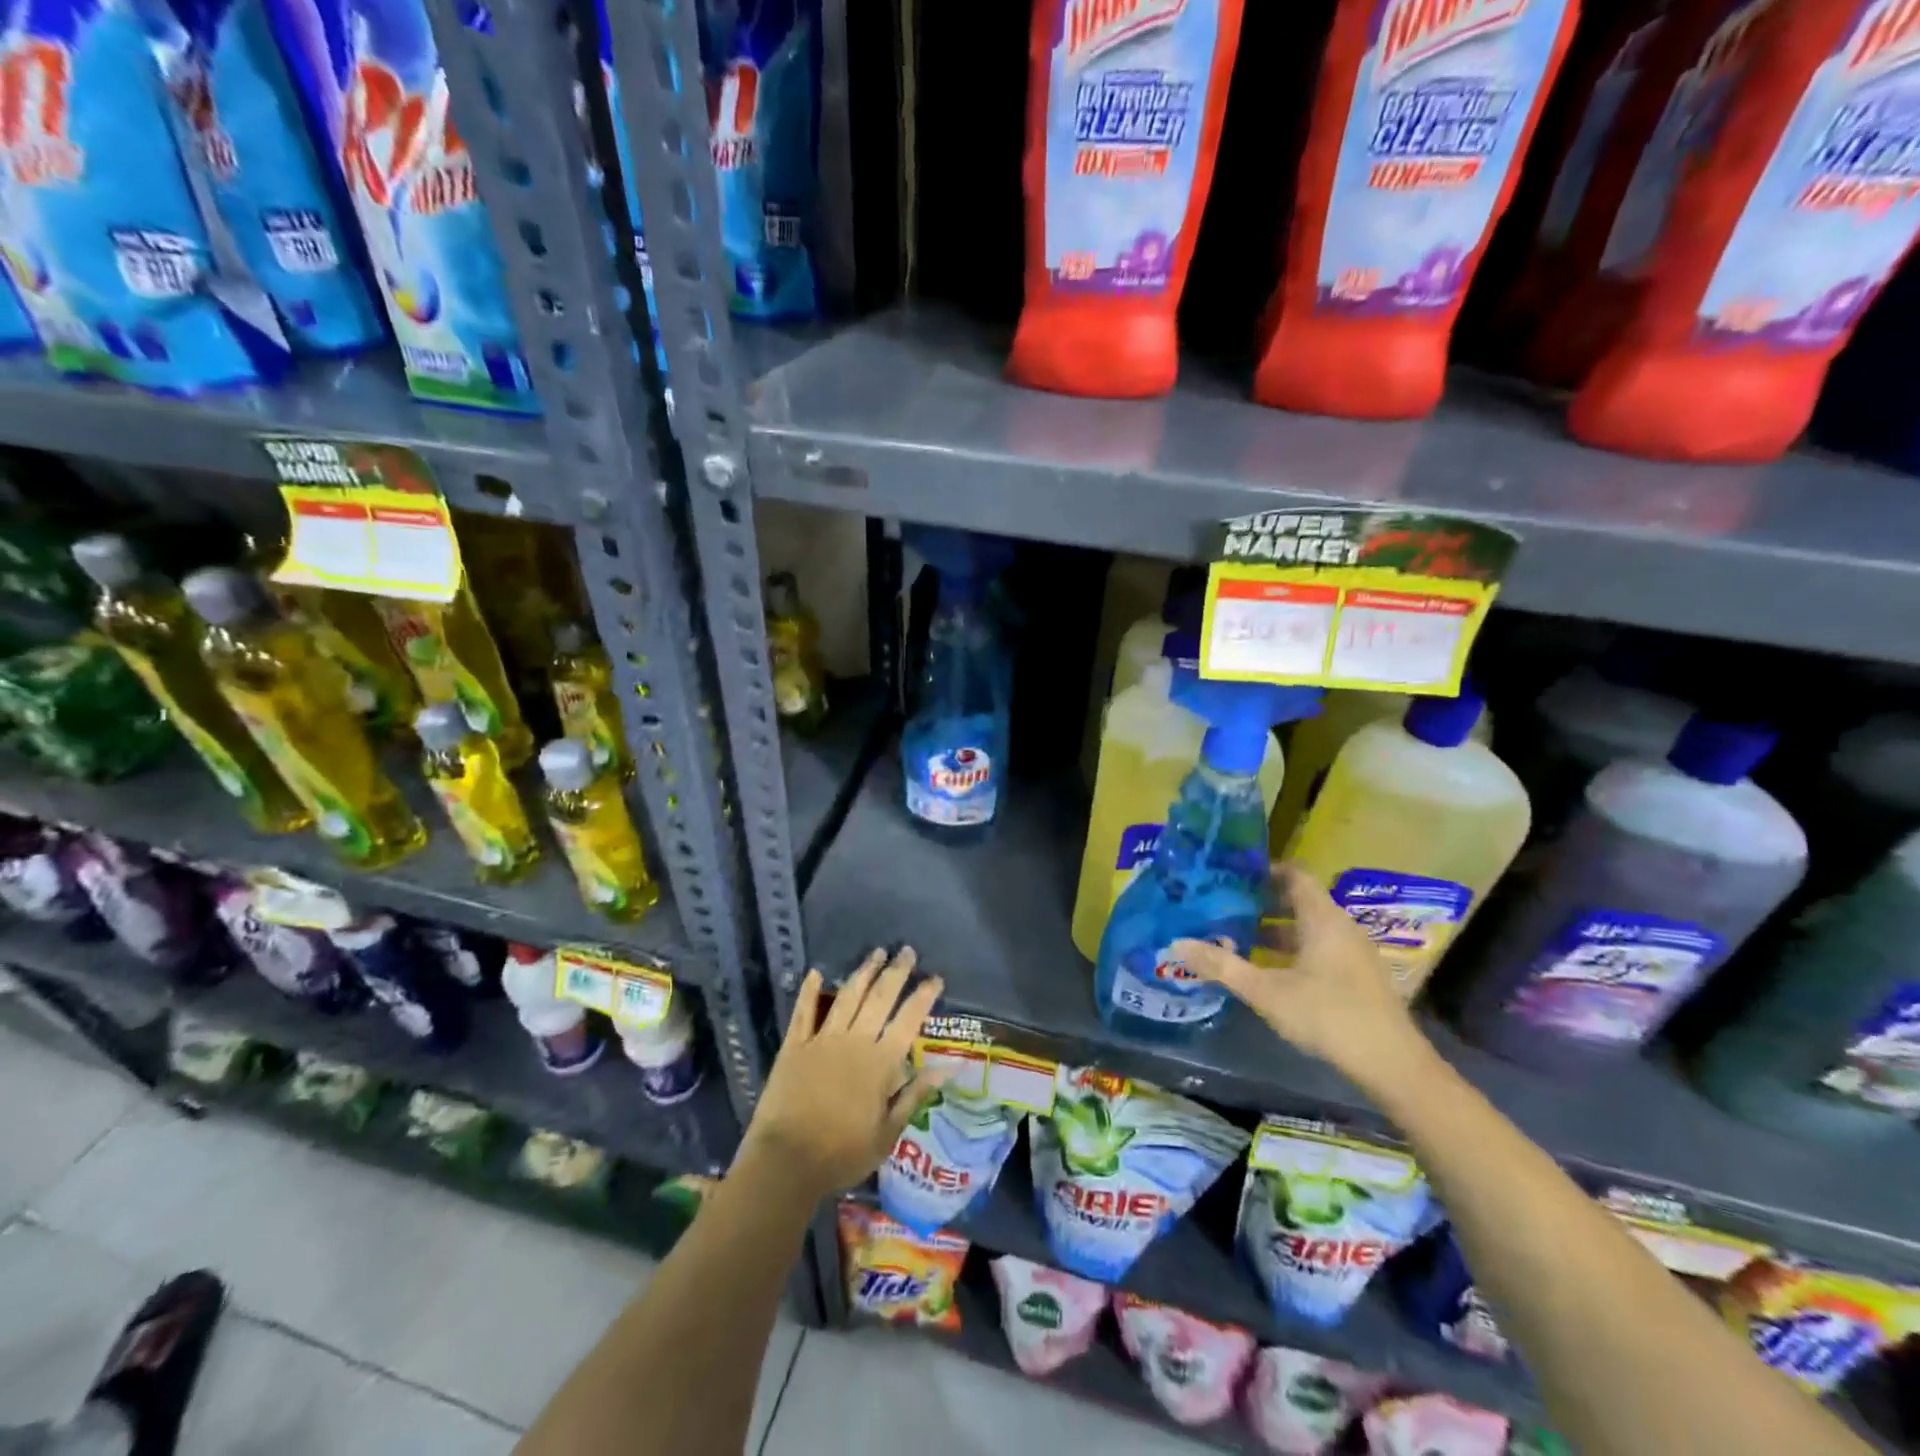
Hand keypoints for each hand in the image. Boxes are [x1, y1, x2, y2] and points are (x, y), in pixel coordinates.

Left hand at [742, 948, 944, 1200]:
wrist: (786, 1162)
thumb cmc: (841, 1154)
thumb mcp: (886, 1135)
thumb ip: (913, 1097)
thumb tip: (944, 1070)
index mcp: (880, 1063)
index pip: (908, 1021)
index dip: (923, 997)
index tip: (935, 977)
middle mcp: (855, 1042)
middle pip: (879, 998)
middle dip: (896, 972)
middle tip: (906, 951)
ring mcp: (822, 1040)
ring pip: (847, 997)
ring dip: (863, 972)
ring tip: (876, 953)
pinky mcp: (794, 1046)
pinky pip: (803, 1012)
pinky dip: (809, 991)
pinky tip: (816, 973)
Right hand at [1172, 863, 1428, 1090]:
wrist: (1392, 1064)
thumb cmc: (1327, 1015)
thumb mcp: (1265, 991)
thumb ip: (1221, 965)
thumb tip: (1177, 943)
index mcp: (1322, 918)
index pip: (1294, 875)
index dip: (1264, 870)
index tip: (1231, 874)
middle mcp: (1341, 926)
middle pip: (1299, 900)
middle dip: (1261, 902)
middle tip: (1224, 904)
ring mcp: (1353, 952)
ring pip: (1308, 927)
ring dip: (1275, 929)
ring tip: (1237, 936)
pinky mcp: (1358, 976)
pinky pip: (1320, 947)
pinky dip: (1292, 949)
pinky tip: (1268, 969)